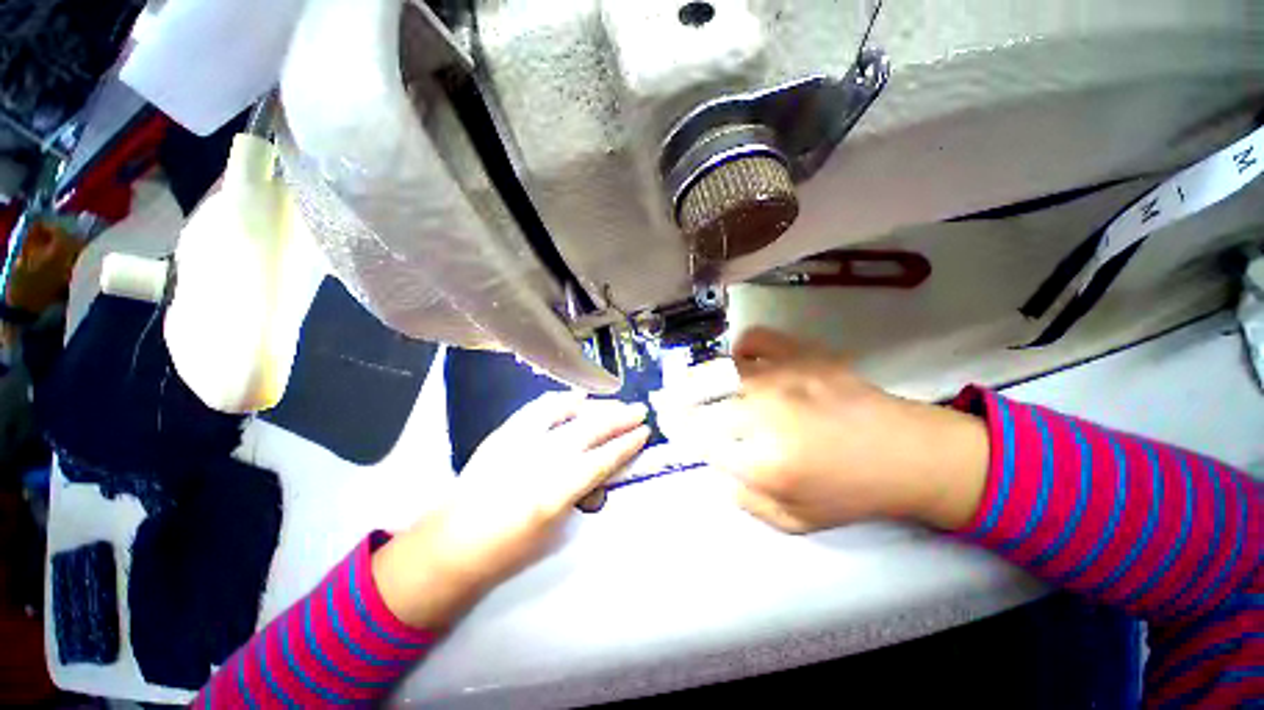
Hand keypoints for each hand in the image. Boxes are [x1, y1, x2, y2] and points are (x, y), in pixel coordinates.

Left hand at [372, 392, 649, 628]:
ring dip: (597, 407)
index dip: (627, 444)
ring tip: (615, 403)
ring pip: (569, 414)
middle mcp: (542, 459)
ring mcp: (521, 441)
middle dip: (620, 418)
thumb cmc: (509, 549)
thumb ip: (582, 494)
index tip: (645, 432)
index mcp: (557, 491)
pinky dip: (561, 400)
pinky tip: (577, 396)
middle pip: (591, 430)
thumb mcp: (556, 530)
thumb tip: (599, 472)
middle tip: (639, 410)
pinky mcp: (505, 433)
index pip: (603, 459)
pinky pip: (538, 409)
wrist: (451, 544)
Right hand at [702, 328, 989, 533]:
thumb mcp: (794, 521)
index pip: (699, 438)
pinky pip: (755, 339)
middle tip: (677, 404)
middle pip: (701, 400)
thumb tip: (715, 467)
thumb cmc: (851, 493)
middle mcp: (765, 413)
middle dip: (681, 403)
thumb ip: (744, 498)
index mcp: (763, 461)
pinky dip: (741, 348)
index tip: (675, 427)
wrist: (909, 454)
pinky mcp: (803, 355)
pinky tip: (744, 361)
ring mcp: (784, 378)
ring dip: (704, 378)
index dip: (680, 431)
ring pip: (721, 369)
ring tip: (704, 384)